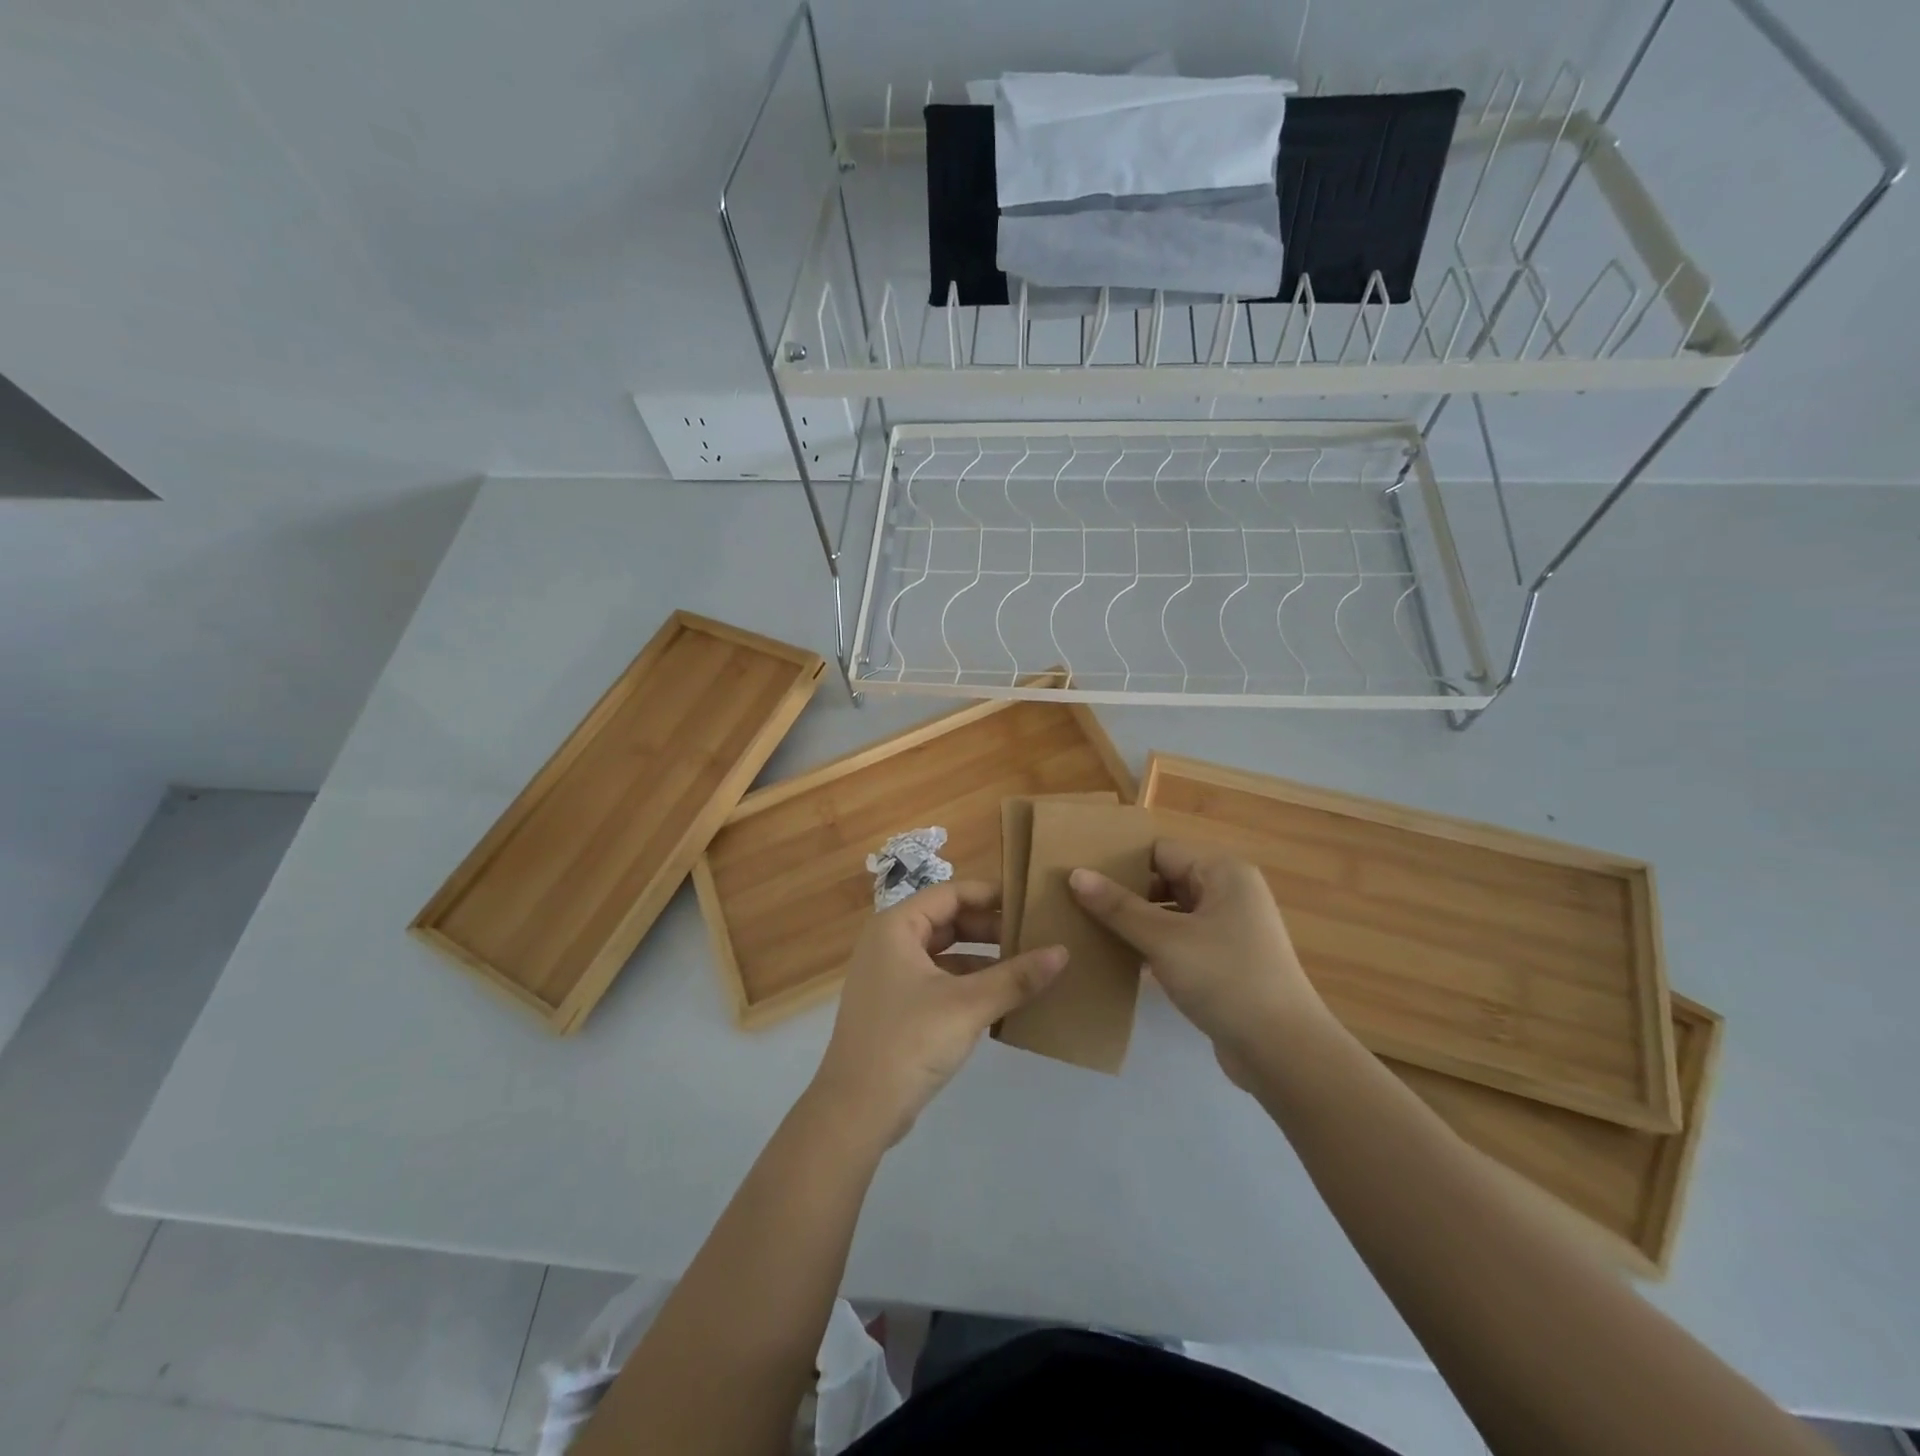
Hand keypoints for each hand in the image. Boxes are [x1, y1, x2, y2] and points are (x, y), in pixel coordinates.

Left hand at [809, 881, 1067, 1147]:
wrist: (856, 1111)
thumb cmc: (909, 1042)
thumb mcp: (968, 1005)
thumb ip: (1016, 977)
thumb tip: (1062, 951)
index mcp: (896, 926)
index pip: (951, 893)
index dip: (991, 895)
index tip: (1031, 903)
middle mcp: (889, 942)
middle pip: (948, 921)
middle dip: (991, 929)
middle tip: (1035, 937)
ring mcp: (890, 976)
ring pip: (945, 953)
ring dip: (983, 959)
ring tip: (1027, 966)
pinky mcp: (897, 1007)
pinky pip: (939, 980)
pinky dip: (968, 984)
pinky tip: (1002, 999)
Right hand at [1070, 841, 1324, 1083]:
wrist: (1284, 1052)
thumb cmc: (1225, 979)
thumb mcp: (1165, 940)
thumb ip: (1119, 907)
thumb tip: (1075, 874)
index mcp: (1222, 872)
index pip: (1160, 851)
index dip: (1120, 861)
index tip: (1079, 873)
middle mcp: (1229, 892)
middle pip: (1165, 879)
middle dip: (1124, 892)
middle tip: (1076, 901)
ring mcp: (1228, 929)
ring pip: (1170, 913)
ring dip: (1136, 921)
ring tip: (1088, 928)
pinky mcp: (1224, 962)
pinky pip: (1179, 940)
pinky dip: (1152, 945)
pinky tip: (1118, 958)